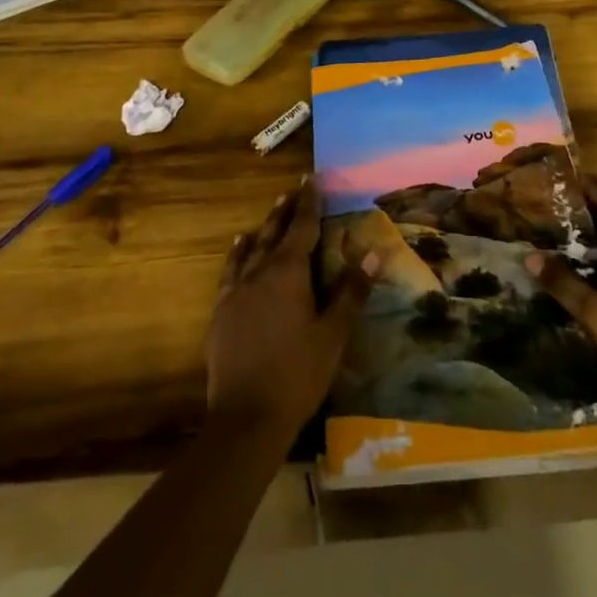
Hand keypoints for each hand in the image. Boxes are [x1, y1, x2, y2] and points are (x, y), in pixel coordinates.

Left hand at [206, 179, 378, 446]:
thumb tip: (374, 250)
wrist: (246, 417)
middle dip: (287, 211)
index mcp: (289, 273)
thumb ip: (352, 290)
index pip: (302, 227)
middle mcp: (259, 272)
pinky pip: (231, 270)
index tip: (311, 178)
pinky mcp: (222, 311)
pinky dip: (238, 253)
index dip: (309, 202)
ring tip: (272, 211)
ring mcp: (236, 291)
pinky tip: (239, 247)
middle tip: (294, 190)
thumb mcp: (333, 333)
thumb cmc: (298, 374)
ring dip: (264, 228)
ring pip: (252, 249)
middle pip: (275, 233)